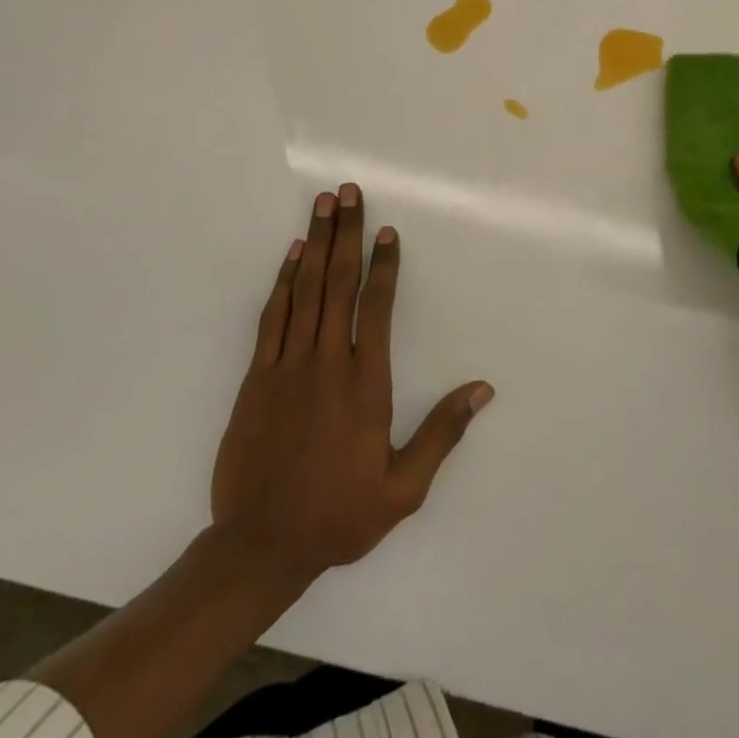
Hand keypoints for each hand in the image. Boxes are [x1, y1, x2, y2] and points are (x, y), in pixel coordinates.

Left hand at [211, 183, 493, 583]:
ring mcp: (287, 365)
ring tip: (323, 204)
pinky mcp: (256, 376)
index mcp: (364, 384)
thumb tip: (482, 389)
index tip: (387, 231)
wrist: (260, 545)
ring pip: (305, 290)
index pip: (376, 308)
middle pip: (339, 283)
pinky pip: (272, 316)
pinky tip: (293, 254)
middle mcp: (326, 362)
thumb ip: (442, 433)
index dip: (384, 265)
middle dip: (346, 234)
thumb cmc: (338, 514)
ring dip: (317, 243)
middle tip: (348, 192)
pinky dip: (283, 281)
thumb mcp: (403, 488)